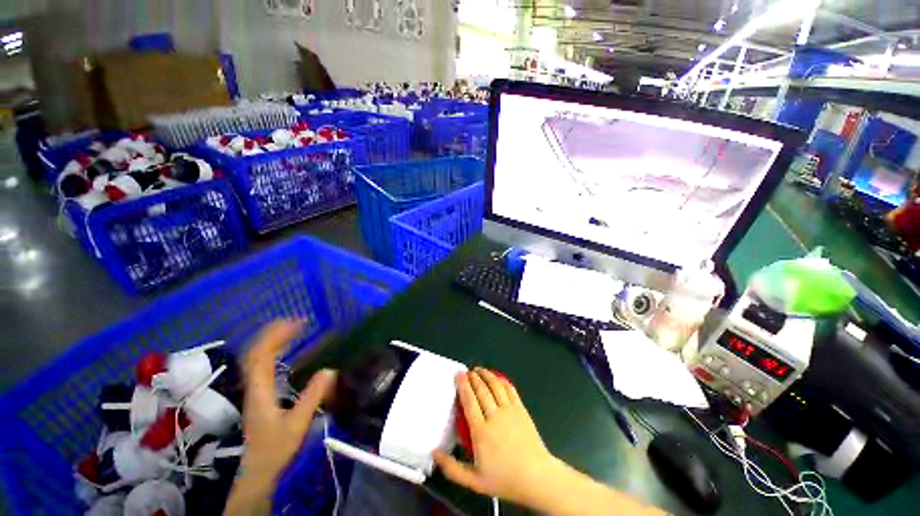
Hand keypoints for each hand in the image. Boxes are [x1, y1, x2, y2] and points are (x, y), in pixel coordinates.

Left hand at [226, 321, 336, 514]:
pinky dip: (271, 351)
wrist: (258, 470)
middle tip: (298, 321)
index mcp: (260, 391)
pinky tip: (284, 349)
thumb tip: (330, 369)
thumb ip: (312, 397)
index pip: (262, 356)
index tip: (299, 324)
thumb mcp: (297, 424)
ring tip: (292, 328)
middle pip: (255, 352)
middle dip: (274, 333)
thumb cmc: (276, 448)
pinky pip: (261, 365)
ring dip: (272, 339)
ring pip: (256, 357)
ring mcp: (254, 389)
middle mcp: (254, 386)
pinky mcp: (259, 393)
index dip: (277, 336)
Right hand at [433, 368, 556, 506]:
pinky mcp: (521, 409)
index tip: (458, 375)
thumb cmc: (504, 479)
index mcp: (481, 431)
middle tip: (467, 371)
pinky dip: (501, 380)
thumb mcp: (474, 481)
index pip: (469, 401)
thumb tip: (434, 453)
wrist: (536, 477)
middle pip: (481, 390)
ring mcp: (509, 411)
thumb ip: (452, 468)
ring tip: (479, 370)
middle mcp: (494, 416)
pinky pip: (510, 389)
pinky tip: (497, 377)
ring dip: (486, 375)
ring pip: (495, 385)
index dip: (463, 385)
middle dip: (473, 377)